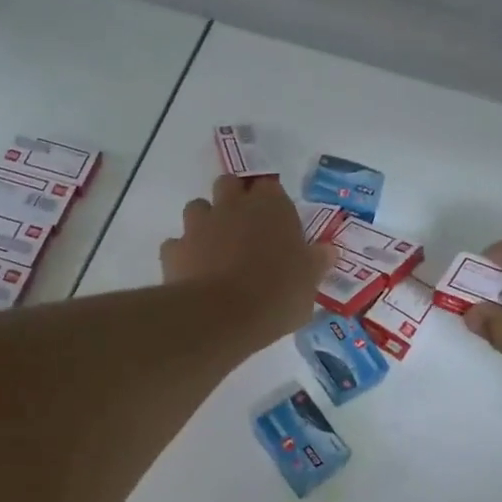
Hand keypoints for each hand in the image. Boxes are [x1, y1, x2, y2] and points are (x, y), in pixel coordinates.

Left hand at [160, 175, 334, 341]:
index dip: (271, 202)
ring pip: (198, 207)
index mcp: (271, 207)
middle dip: (234, 200)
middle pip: (229, 185)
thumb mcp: (309, 284)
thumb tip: (327, 251)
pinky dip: (183, 254)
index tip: (276, 222)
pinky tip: (193, 273)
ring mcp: (199, 224)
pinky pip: (176, 244)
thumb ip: (315, 263)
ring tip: (216, 249)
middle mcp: (233, 205)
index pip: (271, 187)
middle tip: (245, 228)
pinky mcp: (174, 249)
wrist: (222, 316)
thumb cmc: (277, 295)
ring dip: (205, 222)